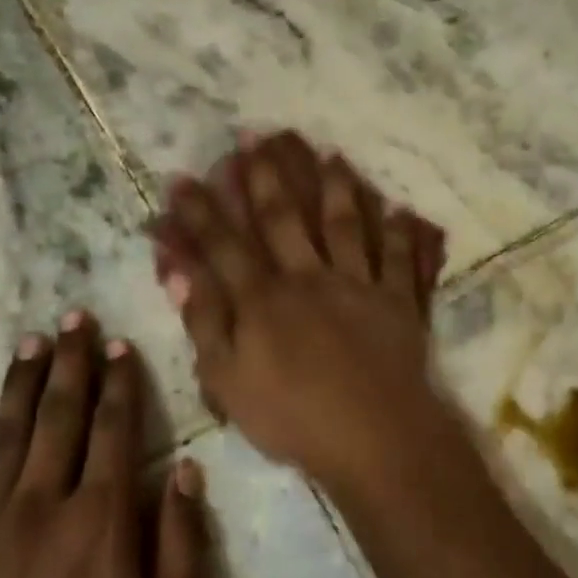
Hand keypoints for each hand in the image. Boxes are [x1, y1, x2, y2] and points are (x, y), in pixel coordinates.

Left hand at [0, 315, 207, 577]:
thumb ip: (182, 543)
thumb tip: (184, 472)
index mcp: (101, 522)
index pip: (113, 431)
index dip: (120, 384)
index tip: (121, 345)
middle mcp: (43, 508)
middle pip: (58, 418)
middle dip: (69, 364)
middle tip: (72, 318)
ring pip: (5, 437)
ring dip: (19, 385)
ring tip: (30, 342)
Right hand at [149, 132, 449, 488]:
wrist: (374, 440)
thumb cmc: (293, 419)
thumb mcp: (228, 382)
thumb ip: (203, 323)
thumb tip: (177, 273)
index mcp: (263, 300)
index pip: (223, 245)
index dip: (200, 211)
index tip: (183, 177)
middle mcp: (308, 279)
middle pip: (283, 219)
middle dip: (265, 176)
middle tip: (254, 136)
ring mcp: (358, 286)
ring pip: (343, 225)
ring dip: (334, 187)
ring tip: (326, 153)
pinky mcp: (398, 303)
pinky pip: (400, 260)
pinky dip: (400, 233)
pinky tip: (399, 209)